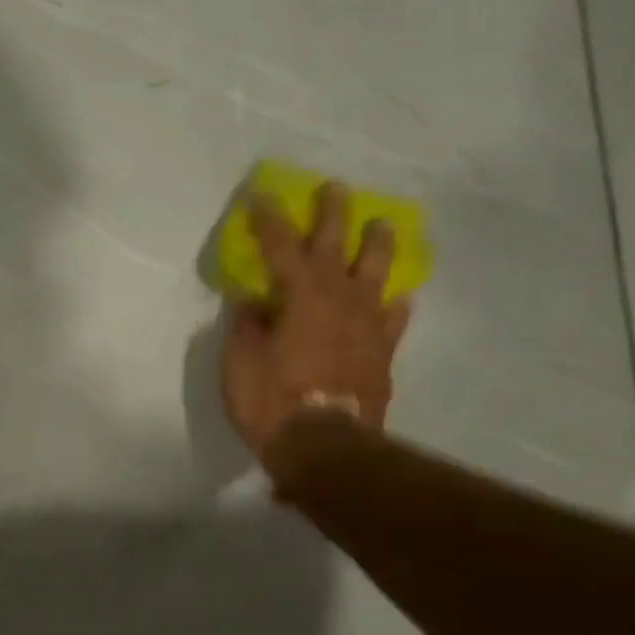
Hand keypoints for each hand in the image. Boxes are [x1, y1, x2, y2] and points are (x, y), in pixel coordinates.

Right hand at [221, 180, 413, 475]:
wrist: (324, 446)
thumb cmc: (271, 401)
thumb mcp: (239, 363)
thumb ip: (247, 326)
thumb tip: (253, 303)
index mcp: (300, 296)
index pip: (281, 246)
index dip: (269, 219)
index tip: (260, 195)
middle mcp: (339, 300)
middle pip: (337, 246)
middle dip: (333, 214)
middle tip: (335, 188)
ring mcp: (367, 326)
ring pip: (377, 274)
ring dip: (377, 246)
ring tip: (382, 226)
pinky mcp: (381, 353)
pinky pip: (392, 320)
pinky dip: (391, 306)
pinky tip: (395, 299)